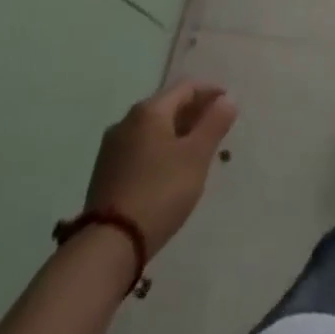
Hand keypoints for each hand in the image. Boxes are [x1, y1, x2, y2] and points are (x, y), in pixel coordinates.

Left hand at [85, 80, 236, 256]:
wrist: (108, 246)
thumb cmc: (160, 191)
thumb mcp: (196, 156)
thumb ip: (214, 123)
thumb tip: (227, 99)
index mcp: (149, 111)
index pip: (186, 87)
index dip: (211, 92)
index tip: (229, 105)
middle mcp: (126, 121)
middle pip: (168, 106)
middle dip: (194, 113)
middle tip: (216, 129)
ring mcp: (112, 148)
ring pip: (153, 129)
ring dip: (177, 133)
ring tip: (196, 151)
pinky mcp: (105, 173)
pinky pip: (140, 148)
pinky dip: (160, 150)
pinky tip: (170, 170)